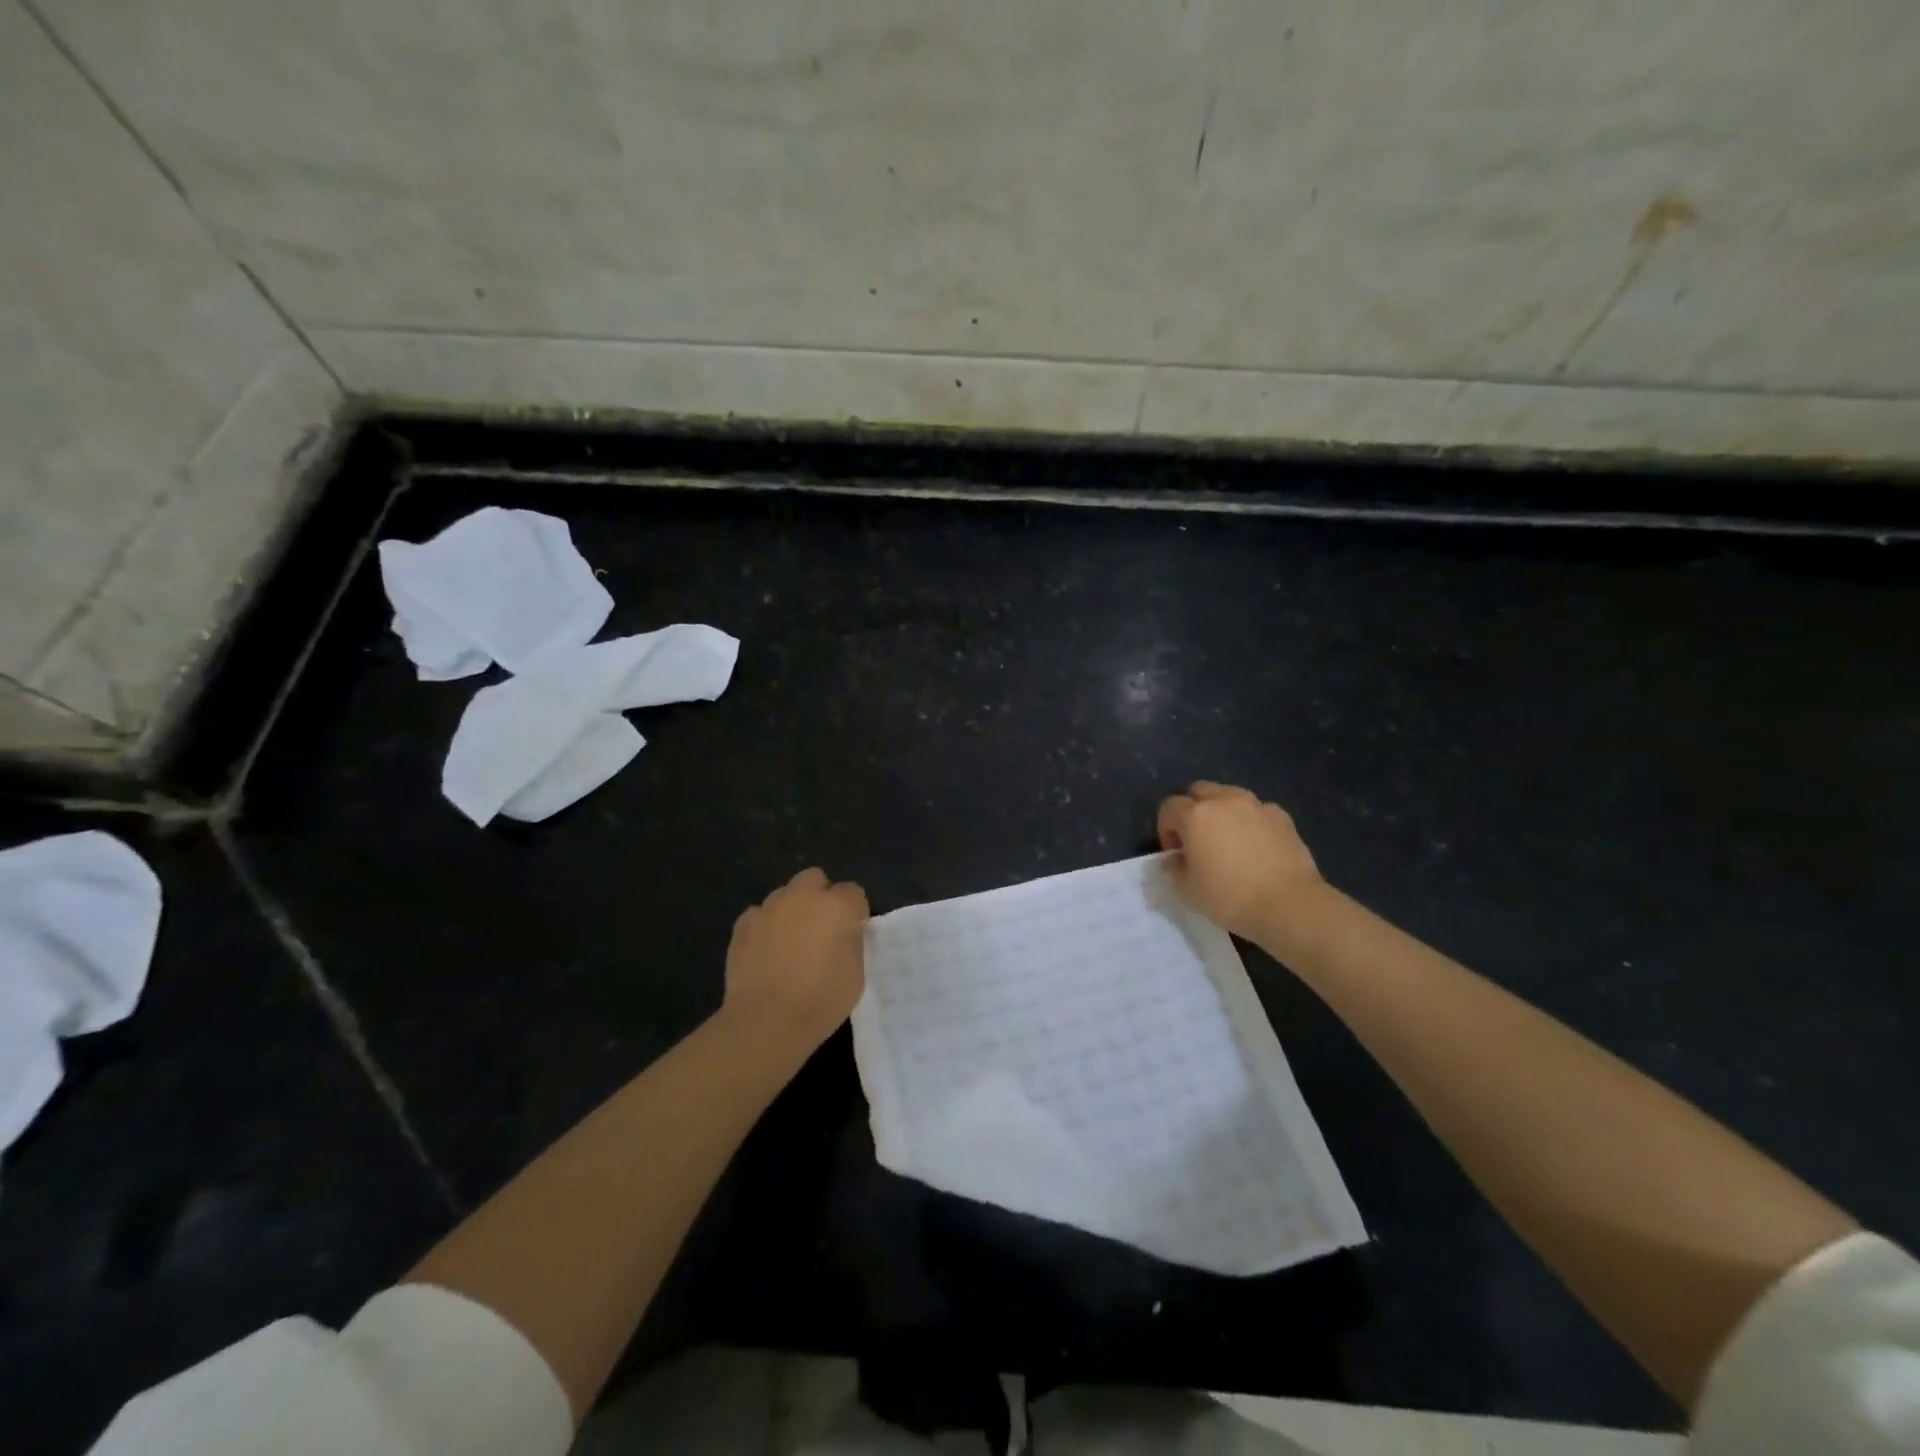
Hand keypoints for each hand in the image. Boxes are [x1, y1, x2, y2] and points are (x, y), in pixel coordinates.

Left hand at [722, 867, 868, 1056]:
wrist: (767, 1021)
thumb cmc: (822, 1000)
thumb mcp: (856, 972)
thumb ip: (852, 942)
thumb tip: (843, 933)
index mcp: (837, 906)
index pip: (854, 892)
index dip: (854, 912)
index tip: (852, 934)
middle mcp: (803, 896)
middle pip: (815, 878)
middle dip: (820, 896)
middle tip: (820, 928)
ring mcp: (769, 908)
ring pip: (785, 894)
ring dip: (792, 909)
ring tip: (789, 942)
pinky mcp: (743, 924)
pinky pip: (759, 914)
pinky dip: (764, 926)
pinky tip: (765, 951)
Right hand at [1157, 782, 1326, 941]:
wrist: (1289, 905)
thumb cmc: (1230, 898)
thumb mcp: (1187, 890)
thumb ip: (1174, 868)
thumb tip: (1176, 858)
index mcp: (1196, 815)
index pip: (1169, 807)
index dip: (1166, 829)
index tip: (1175, 854)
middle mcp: (1225, 801)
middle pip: (1199, 791)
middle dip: (1193, 809)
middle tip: (1197, 840)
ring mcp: (1256, 806)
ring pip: (1230, 795)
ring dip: (1222, 811)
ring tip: (1228, 840)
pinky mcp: (1282, 817)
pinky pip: (1258, 810)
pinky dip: (1251, 821)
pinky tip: (1256, 846)